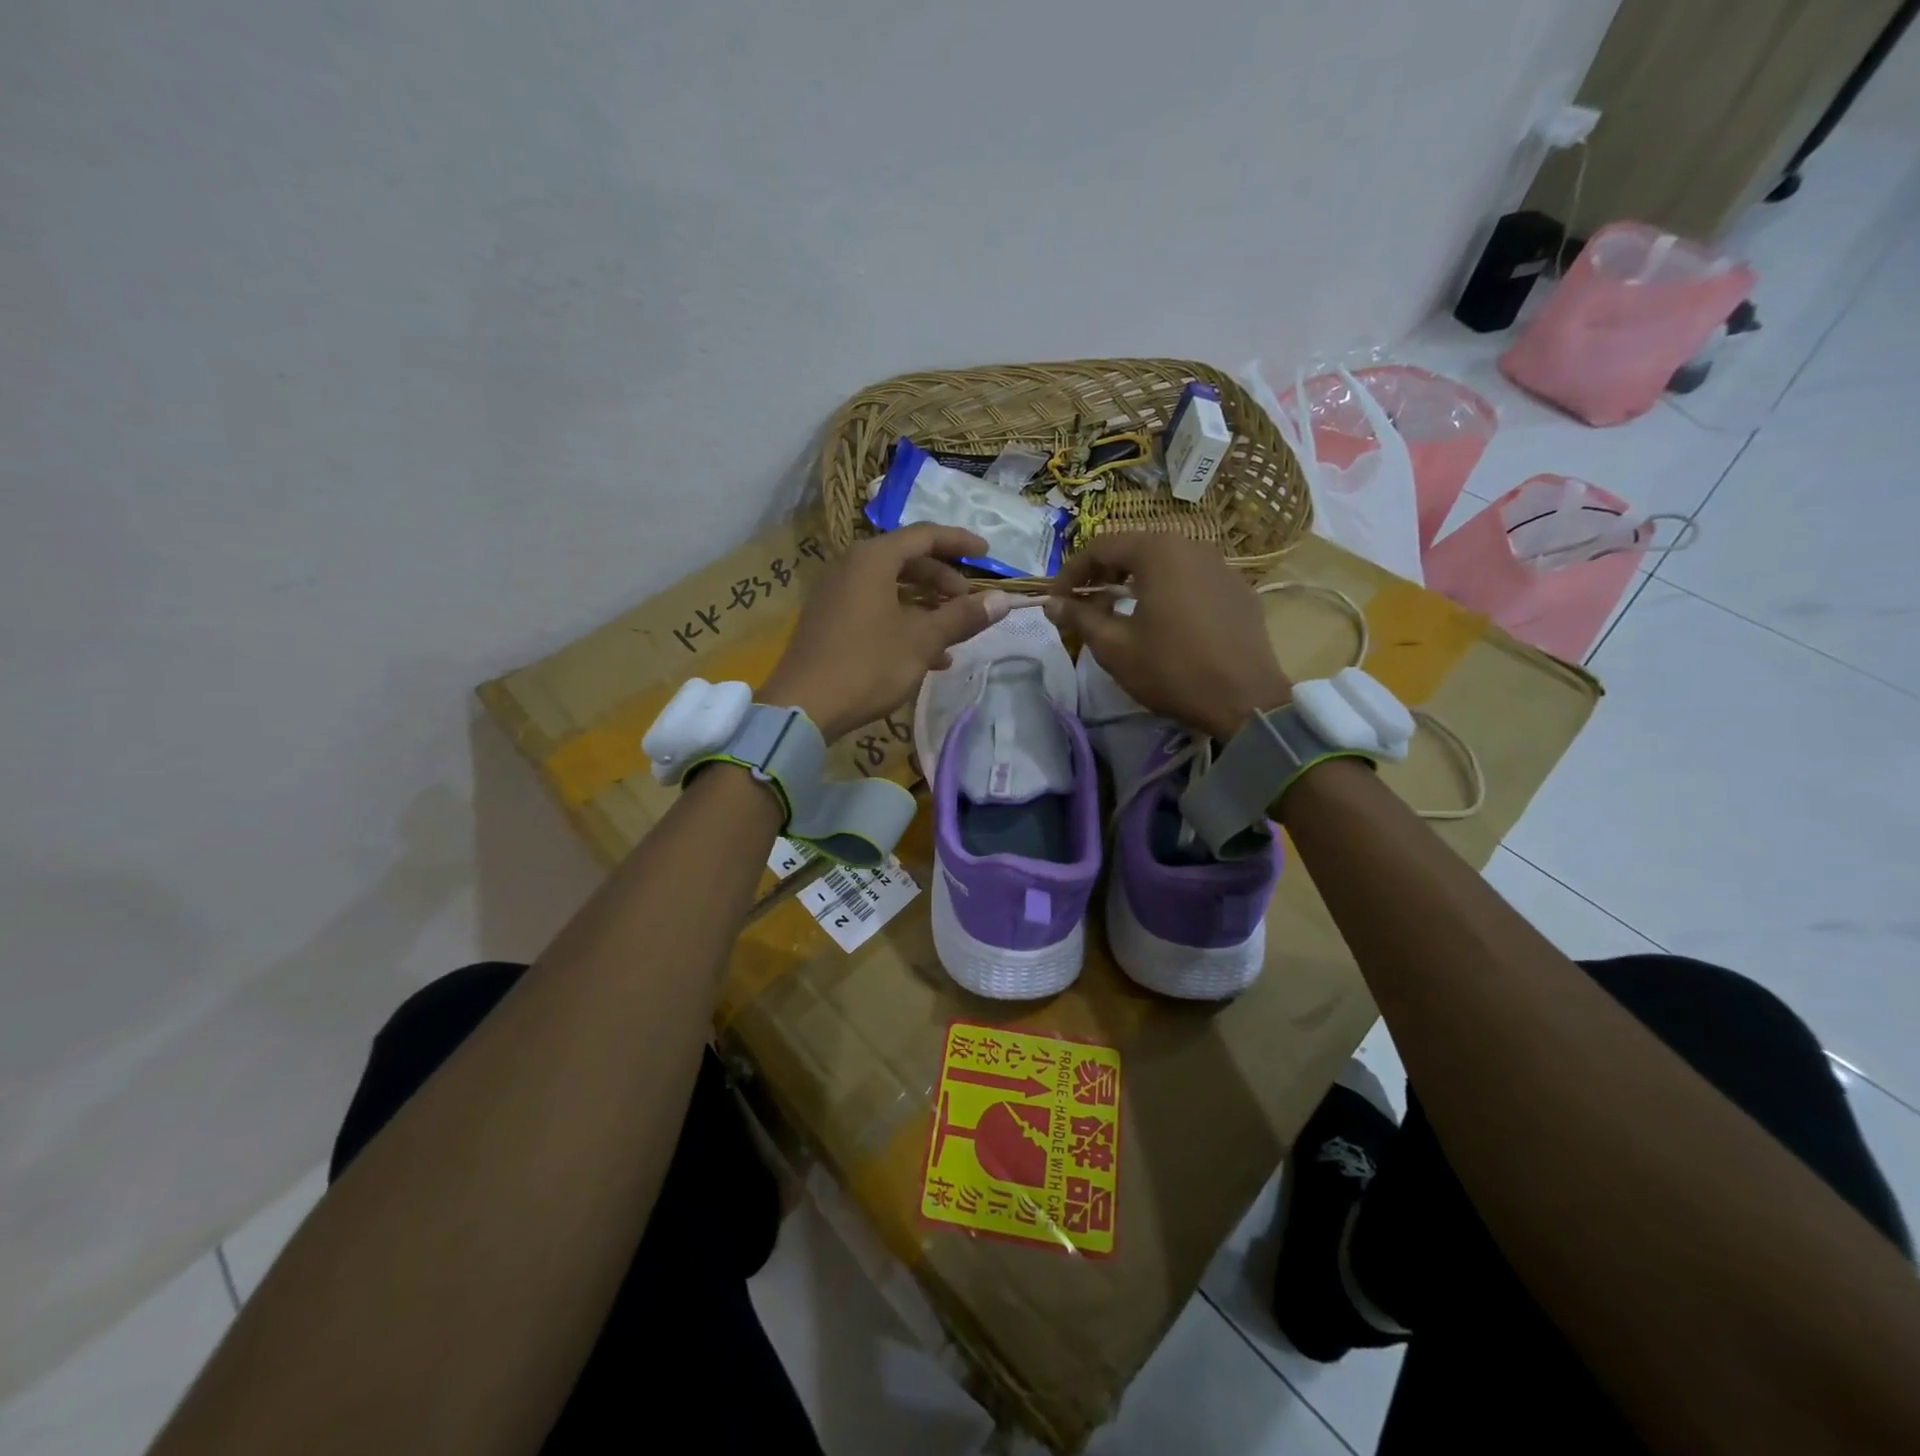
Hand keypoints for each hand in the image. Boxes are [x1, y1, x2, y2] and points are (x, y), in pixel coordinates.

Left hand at [762, 525, 1013, 741]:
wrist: (802, 707)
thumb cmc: (867, 665)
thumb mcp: (922, 641)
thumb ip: (962, 617)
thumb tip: (1003, 600)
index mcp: (872, 559)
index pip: (924, 535)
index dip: (960, 542)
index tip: (987, 553)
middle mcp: (851, 567)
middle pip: (907, 561)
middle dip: (943, 580)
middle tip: (967, 603)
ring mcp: (836, 595)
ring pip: (891, 589)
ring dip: (926, 607)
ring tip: (953, 635)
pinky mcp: (829, 622)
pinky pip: (874, 609)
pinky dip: (903, 623)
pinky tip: (927, 657)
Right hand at [1045, 533, 1291, 740]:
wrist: (1245, 700)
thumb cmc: (1171, 669)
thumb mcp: (1115, 647)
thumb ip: (1080, 617)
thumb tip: (1053, 604)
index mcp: (1158, 551)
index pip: (1101, 547)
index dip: (1072, 572)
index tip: (1057, 600)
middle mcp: (1192, 546)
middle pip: (1135, 549)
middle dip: (1103, 574)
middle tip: (1085, 604)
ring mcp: (1222, 566)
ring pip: (1166, 563)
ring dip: (1135, 582)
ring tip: (1120, 612)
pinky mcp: (1239, 590)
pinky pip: (1192, 580)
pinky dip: (1168, 591)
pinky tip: (1163, 622)